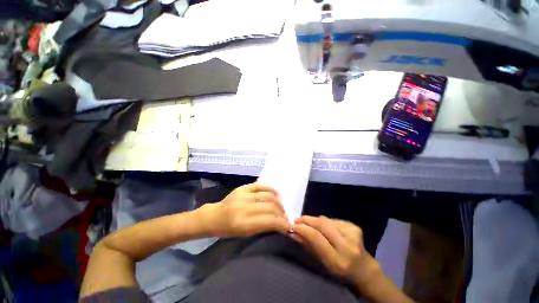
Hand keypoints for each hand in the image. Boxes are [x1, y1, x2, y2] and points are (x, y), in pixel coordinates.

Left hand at [200, 182, 290, 236]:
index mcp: (243, 223)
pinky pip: (260, 185)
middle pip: (271, 207)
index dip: (282, 223)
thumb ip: (262, 227)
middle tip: (285, 217)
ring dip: (278, 202)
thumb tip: (279, 223)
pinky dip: (270, 189)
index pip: (269, 221)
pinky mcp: (243, 187)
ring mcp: (243, 194)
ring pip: (268, 195)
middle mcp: (244, 207)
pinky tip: (276, 194)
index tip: (288, 226)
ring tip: (281, 207)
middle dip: (281, 213)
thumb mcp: (244, 234)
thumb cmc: (227, 230)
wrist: (213, 216)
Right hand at [291, 216, 378, 283]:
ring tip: (308, 223)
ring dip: (315, 220)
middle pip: (322, 224)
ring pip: (327, 220)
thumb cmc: (340, 272)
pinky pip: (333, 220)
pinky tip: (324, 226)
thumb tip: (293, 232)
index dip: (302, 228)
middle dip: (307, 220)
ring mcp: (353, 234)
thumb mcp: (322, 263)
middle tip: (297, 219)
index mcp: (338, 260)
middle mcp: (347, 246)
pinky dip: (325, 222)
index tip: (292, 225)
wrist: (364, 270)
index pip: (316, 237)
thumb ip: (308, 246)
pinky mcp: (355, 227)